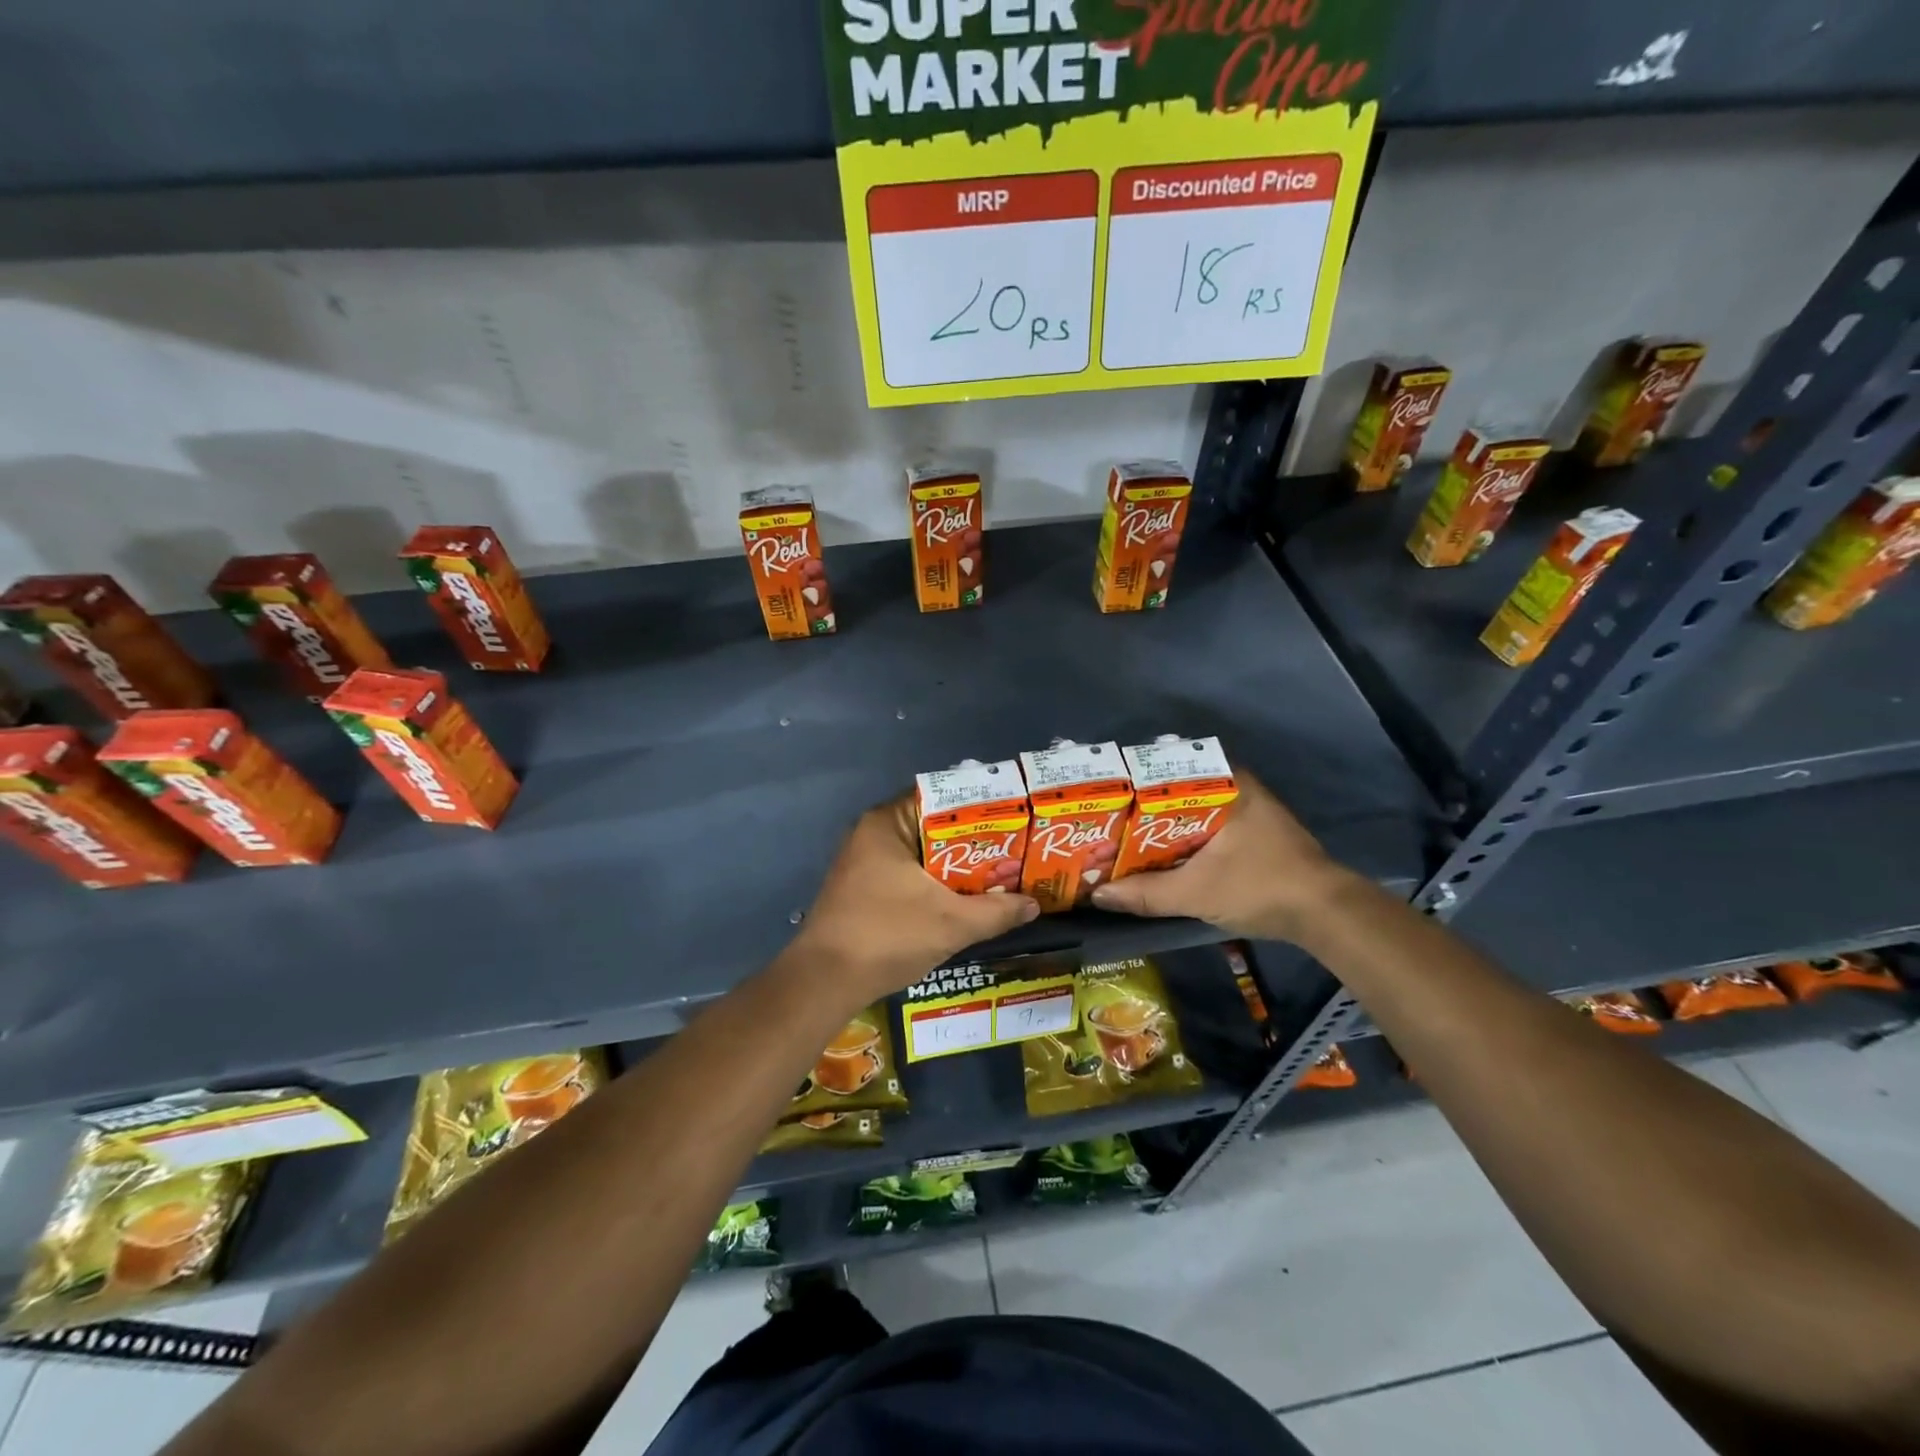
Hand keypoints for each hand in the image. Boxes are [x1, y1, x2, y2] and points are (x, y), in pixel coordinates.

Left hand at [785, 794, 1039, 1005]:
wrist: (825, 982)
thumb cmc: (888, 935)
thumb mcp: (952, 923)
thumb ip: (997, 911)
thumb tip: (1035, 904)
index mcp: (887, 823)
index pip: (941, 797)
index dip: (980, 807)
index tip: (1013, 818)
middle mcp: (872, 834)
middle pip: (934, 827)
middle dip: (974, 842)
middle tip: (1015, 849)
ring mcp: (864, 863)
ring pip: (922, 855)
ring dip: (956, 867)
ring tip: (1000, 874)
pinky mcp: (863, 889)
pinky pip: (909, 874)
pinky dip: (935, 883)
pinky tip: (965, 899)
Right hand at [1090, 771, 1355, 941]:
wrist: (1325, 914)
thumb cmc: (1261, 887)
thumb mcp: (1196, 892)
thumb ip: (1146, 893)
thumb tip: (1097, 895)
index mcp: (1226, 784)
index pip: (1168, 766)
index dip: (1132, 780)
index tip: (1103, 792)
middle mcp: (1237, 787)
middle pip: (1175, 790)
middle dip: (1140, 806)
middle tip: (1104, 818)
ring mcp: (1247, 810)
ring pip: (1190, 810)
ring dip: (1160, 825)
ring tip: (1120, 836)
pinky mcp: (1253, 833)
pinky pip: (1204, 826)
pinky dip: (1180, 837)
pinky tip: (1156, 854)